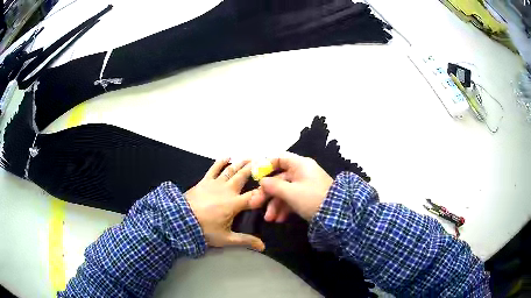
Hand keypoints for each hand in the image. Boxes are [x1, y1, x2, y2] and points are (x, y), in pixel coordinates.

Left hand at [185, 158, 264, 250]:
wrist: (181, 220)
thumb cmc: (205, 230)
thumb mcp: (226, 238)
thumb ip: (245, 241)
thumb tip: (263, 247)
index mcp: (235, 203)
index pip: (254, 195)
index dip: (265, 190)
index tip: (273, 183)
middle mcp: (228, 190)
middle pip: (243, 177)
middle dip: (254, 169)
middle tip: (263, 161)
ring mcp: (215, 183)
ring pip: (231, 170)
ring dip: (241, 163)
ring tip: (249, 158)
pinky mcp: (205, 181)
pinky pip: (214, 168)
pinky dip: (221, 161)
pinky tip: (227, 156)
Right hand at [252, 152, 332, 221]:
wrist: (337, 215)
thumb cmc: (312, 198)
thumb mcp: (291, 193)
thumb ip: (274, 186)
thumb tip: (262, 181)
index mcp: (300, 165)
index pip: (280, 159)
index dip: (266, 166)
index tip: (255, 177)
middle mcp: (302, 173)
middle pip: (279, 180)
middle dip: (268, 194)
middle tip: (255, 205)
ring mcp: (306, 186)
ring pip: (285, 192)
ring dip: (275, 205)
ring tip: (269, 219)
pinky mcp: (308, 198)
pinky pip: (293, 200)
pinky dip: (285, 209)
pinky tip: (280, 220)